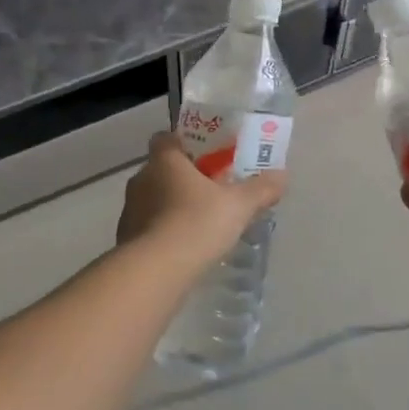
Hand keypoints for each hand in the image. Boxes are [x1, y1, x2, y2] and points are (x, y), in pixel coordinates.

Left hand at [117, 132, 286, 265]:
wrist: (155, 271)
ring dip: (171, 206)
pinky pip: (146, 226)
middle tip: (210, 191)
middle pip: (161, 169)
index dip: (183, 143)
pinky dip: (162, 232)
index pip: (165, 138)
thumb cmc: (196, 224)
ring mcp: (129, 209)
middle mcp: (141, 178)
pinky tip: (182, 248)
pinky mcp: (125, 238)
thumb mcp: (238, 205)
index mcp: (165, 160)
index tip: (204, 156)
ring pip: (152, 198)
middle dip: (183, 178)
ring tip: (198, 223)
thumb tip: (283, 175)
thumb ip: (260, 189)